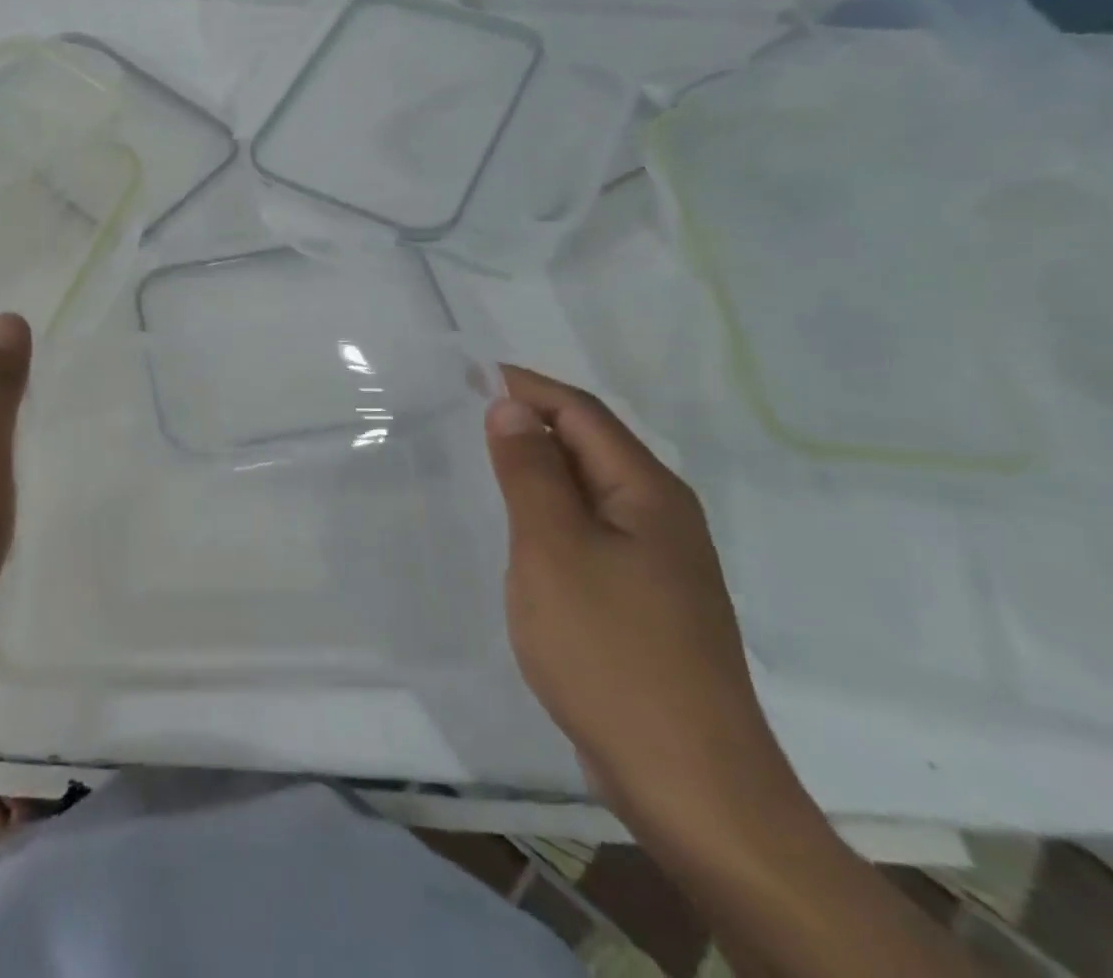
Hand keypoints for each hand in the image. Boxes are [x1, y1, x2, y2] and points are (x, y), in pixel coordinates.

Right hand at [485, 365, 810, 856]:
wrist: (689, 782)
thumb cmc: (610, 650)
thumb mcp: (553, 548)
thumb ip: (530, 471)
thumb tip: (510, 406)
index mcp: (648, 492)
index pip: (582, 413)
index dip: (528, 386)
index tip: (472, 373)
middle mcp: (663, 517)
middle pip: (592, 445)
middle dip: (532, 420)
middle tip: (467, 412)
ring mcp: (660, 563)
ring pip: (591, 490)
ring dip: (540, 467)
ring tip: (485, 460)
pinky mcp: (647, 601)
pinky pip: (592, 530)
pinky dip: (552, 512)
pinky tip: (522, 530)